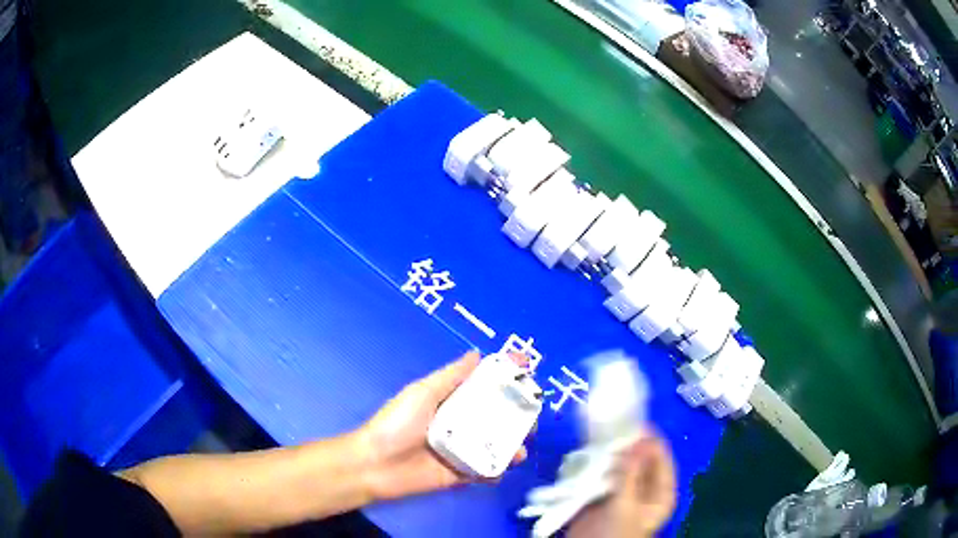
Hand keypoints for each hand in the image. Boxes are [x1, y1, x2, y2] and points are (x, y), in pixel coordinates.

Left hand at [356, 351, 527, 500]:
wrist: (376, 464)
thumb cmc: (396, 424)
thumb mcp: (422, 393)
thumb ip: (450, 377)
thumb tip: (477, 353)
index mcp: (450, 402)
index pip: (483, 388)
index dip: (504, 380)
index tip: (527, 372)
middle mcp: (460, 425)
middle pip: (495, 417)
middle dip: (517, 416)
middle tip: (532, 416)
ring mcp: (461, 450)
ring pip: (495, 445)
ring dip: (512, 444)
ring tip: (521, 446)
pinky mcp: (461, 474)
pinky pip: (485, 470)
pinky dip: (498, 469)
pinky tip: (505, 466)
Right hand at [566, 435, 676, 537]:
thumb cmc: (615, 533)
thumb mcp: (625, 505)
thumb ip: (631, 474)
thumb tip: (638, 441)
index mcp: (660, 491)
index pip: (661, 457)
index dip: (649, 439)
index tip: (633, 422)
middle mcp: (644, 487)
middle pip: (639, 458)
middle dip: (625, 443)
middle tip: (608, 426)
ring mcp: (623, 490)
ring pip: (619, 463)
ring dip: (608, 451)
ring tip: (595, 437)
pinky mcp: (602, 493)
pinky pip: (602, 472)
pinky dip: (595, 462)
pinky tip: (585, 453)